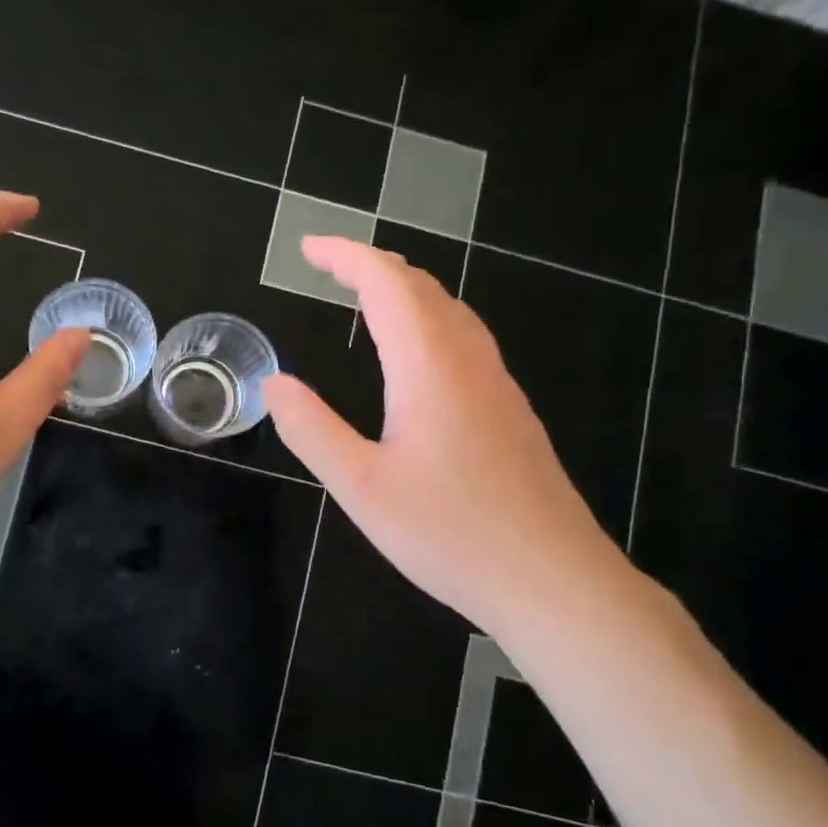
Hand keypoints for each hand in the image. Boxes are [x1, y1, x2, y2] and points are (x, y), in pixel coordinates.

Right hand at [263, 236, 623, 635]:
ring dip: (404, 292)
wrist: (552, 579)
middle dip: (372, 266)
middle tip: (328, 269)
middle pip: (423, 287)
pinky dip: (427, 321)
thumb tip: (275, 383)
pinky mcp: (511, 411)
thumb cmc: (450, 533)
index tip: (308, 247)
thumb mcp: (361, 487)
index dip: (346, 256)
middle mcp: (469, 360)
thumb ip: (312, 430)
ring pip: (450, 311)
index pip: (386, 283)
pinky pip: (465, 340)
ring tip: (364, 299)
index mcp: (429, 366)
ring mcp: (498, 384)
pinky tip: (415, 357)